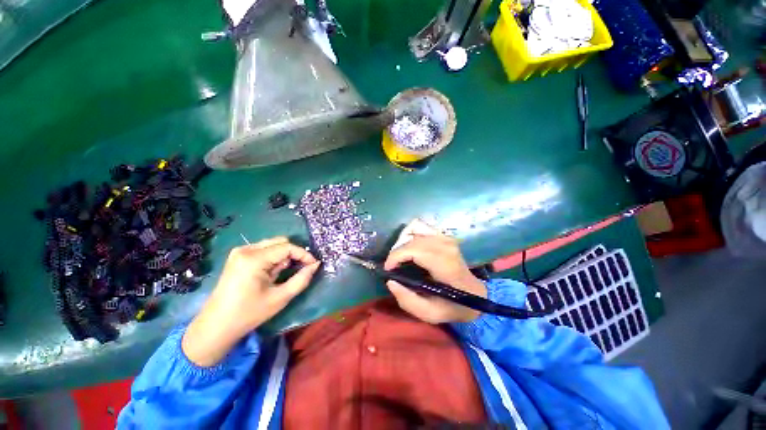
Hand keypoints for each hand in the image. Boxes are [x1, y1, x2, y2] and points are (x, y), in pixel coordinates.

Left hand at [182, 237, 319, 366]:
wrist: (216, 326)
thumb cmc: (249, 314)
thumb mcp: (280, 298)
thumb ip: (301, 279)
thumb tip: (316, 265)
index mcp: (254, 259)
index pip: (287, 247)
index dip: (304, 254)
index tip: (313, 264)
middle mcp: (246, 249)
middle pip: (280, 242)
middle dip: (293, 254)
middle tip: (298, 269)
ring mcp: (240, 252)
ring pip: (272, 245)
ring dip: (283, 256)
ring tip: (281, 274)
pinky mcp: (238, 256)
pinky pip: (264, 250)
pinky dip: (273, 258)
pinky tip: (270, 273)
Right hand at [384, 234, 485, 323]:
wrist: (474, 293)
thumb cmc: (453, 305)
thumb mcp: (430, 313)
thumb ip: (408, 300)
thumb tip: (390, 281)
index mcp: (445, 265)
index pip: (414, 249)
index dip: (396, 256)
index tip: (388, 269)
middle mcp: (446, 245)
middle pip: (412, 239)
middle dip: (396, 251)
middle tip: (393, 266)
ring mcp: (446, 237)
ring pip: (414, 228)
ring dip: (403, 241)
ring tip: (400, 257)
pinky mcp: (444, 235)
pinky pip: (421, 226)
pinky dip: (410, 234)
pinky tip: (409, 247)